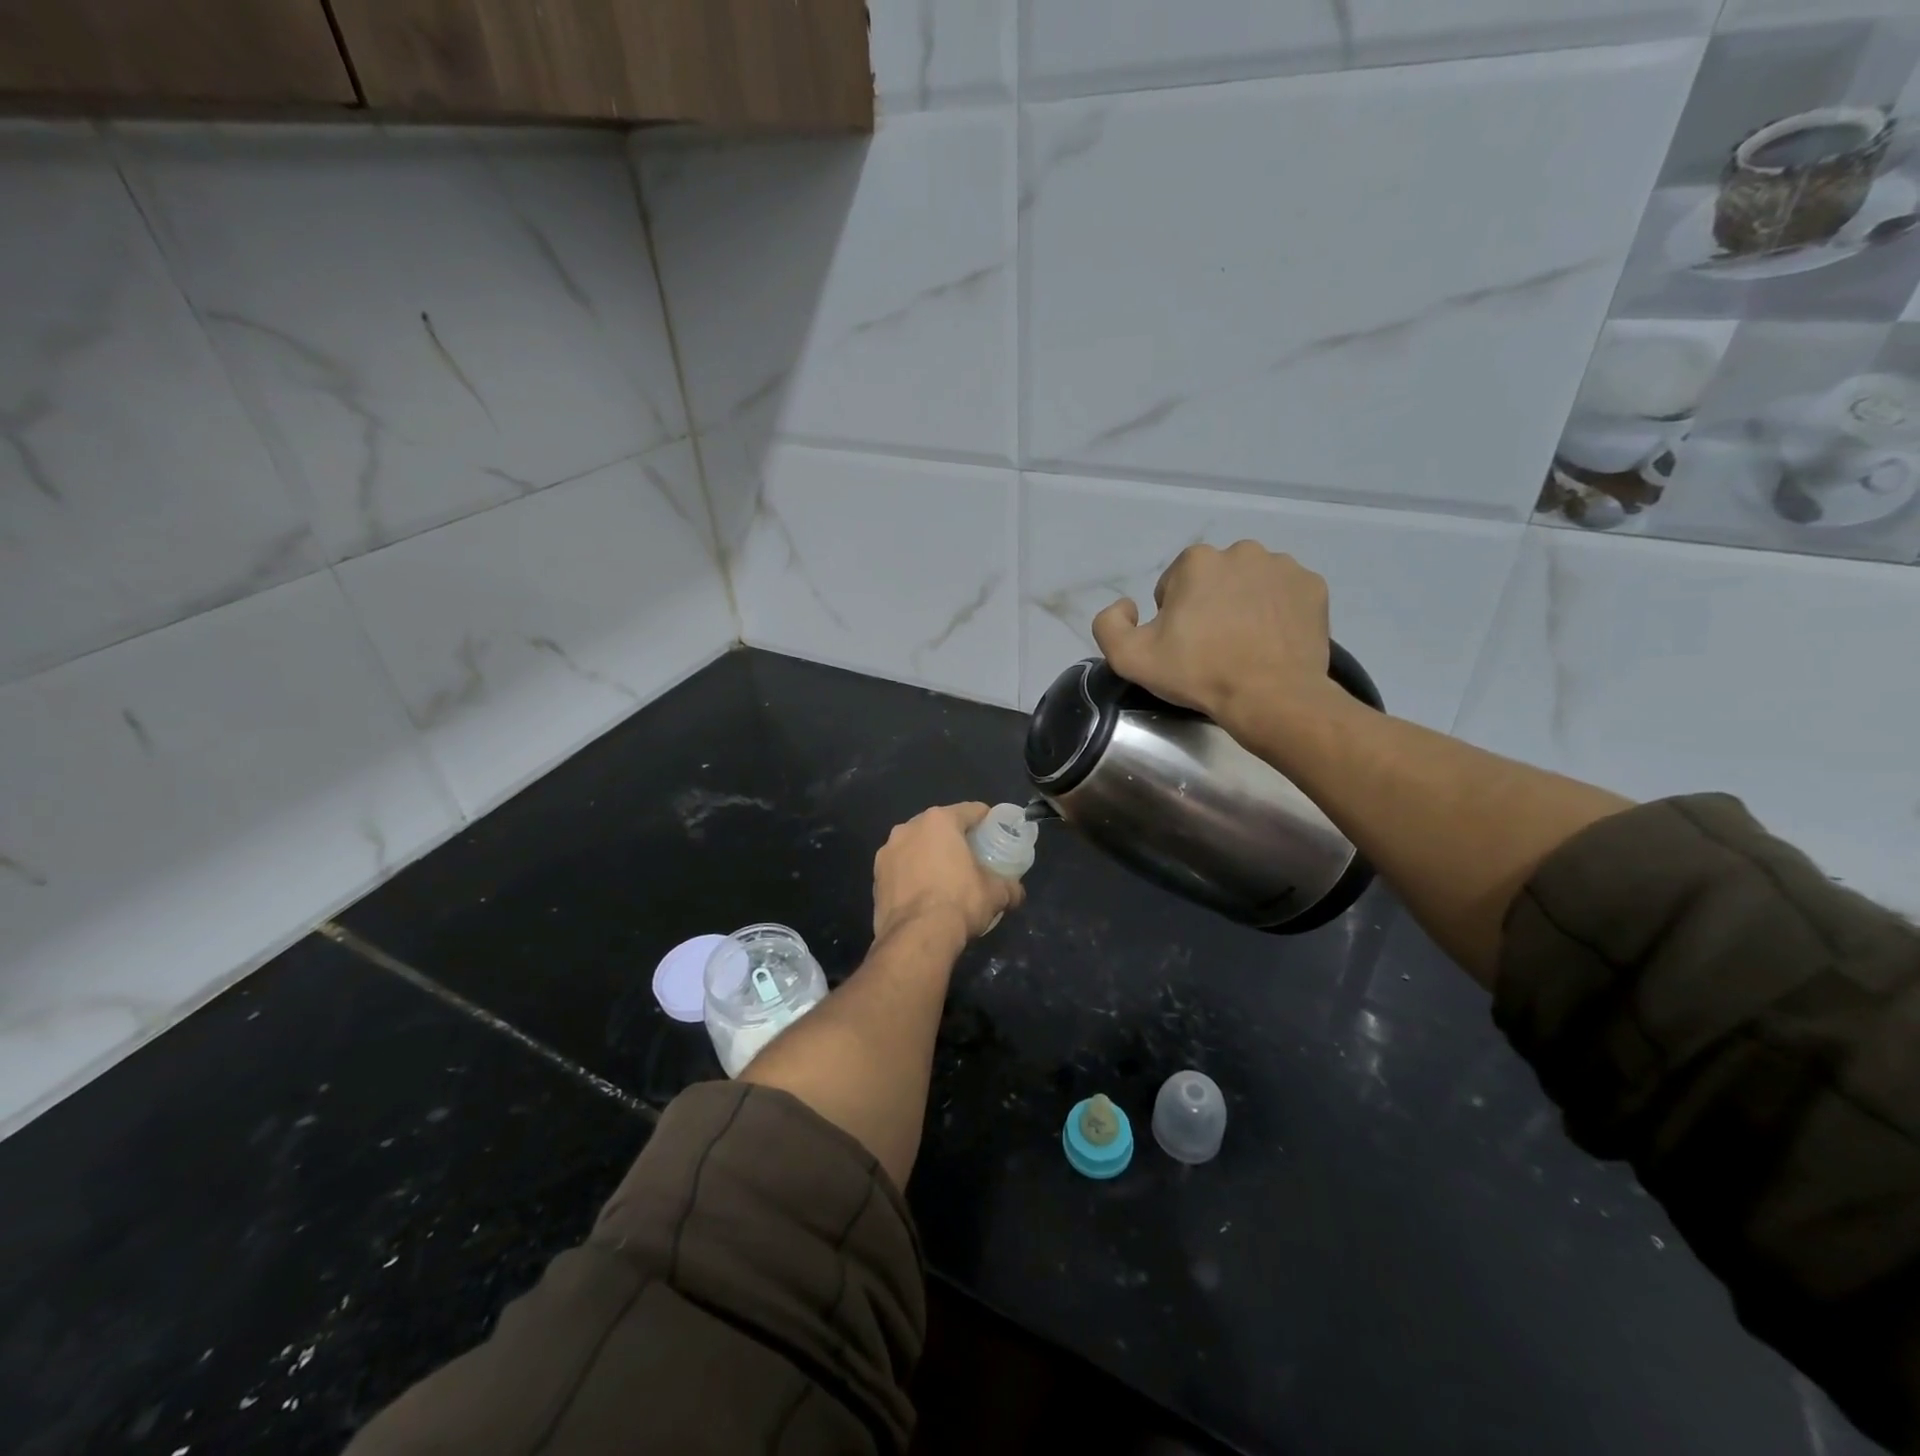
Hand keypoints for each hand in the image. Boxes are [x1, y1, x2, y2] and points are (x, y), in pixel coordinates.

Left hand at [872, 803, 1023, 943]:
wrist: (916, 937)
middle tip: (972, 857)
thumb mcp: (995, 893)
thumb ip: (1009, 886)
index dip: (987, 820)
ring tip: (945, 878)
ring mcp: (887, 852)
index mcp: (939, 821)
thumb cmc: (959, 902)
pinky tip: (924, 895)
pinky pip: (901, 869)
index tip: (996, 833)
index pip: (971, 810)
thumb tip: (1016, 892)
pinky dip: (912, 875)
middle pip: (939, 826)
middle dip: (955, 838)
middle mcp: (909, 828)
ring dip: (929, 856)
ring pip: (916, 846)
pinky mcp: (876, 877)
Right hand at [1091, 540, 1335, 734]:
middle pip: (1213, 579)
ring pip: (1250, 583)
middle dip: (1209, 605)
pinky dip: (1276, 612)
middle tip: (1213, 647)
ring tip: (1244, 645)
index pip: (1173, 585)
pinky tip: (1271, 641)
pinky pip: (1284, 594)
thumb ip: (1109, 624)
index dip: (1172, 617)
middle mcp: (1241, 551)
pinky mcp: (1313, 586)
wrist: (1271, 698)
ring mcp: (1283, 567)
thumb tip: (1127, 606)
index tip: (1182, 646)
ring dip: (1243, 605)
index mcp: (1197, 561)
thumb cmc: (1199, 673)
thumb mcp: (1130, 658)